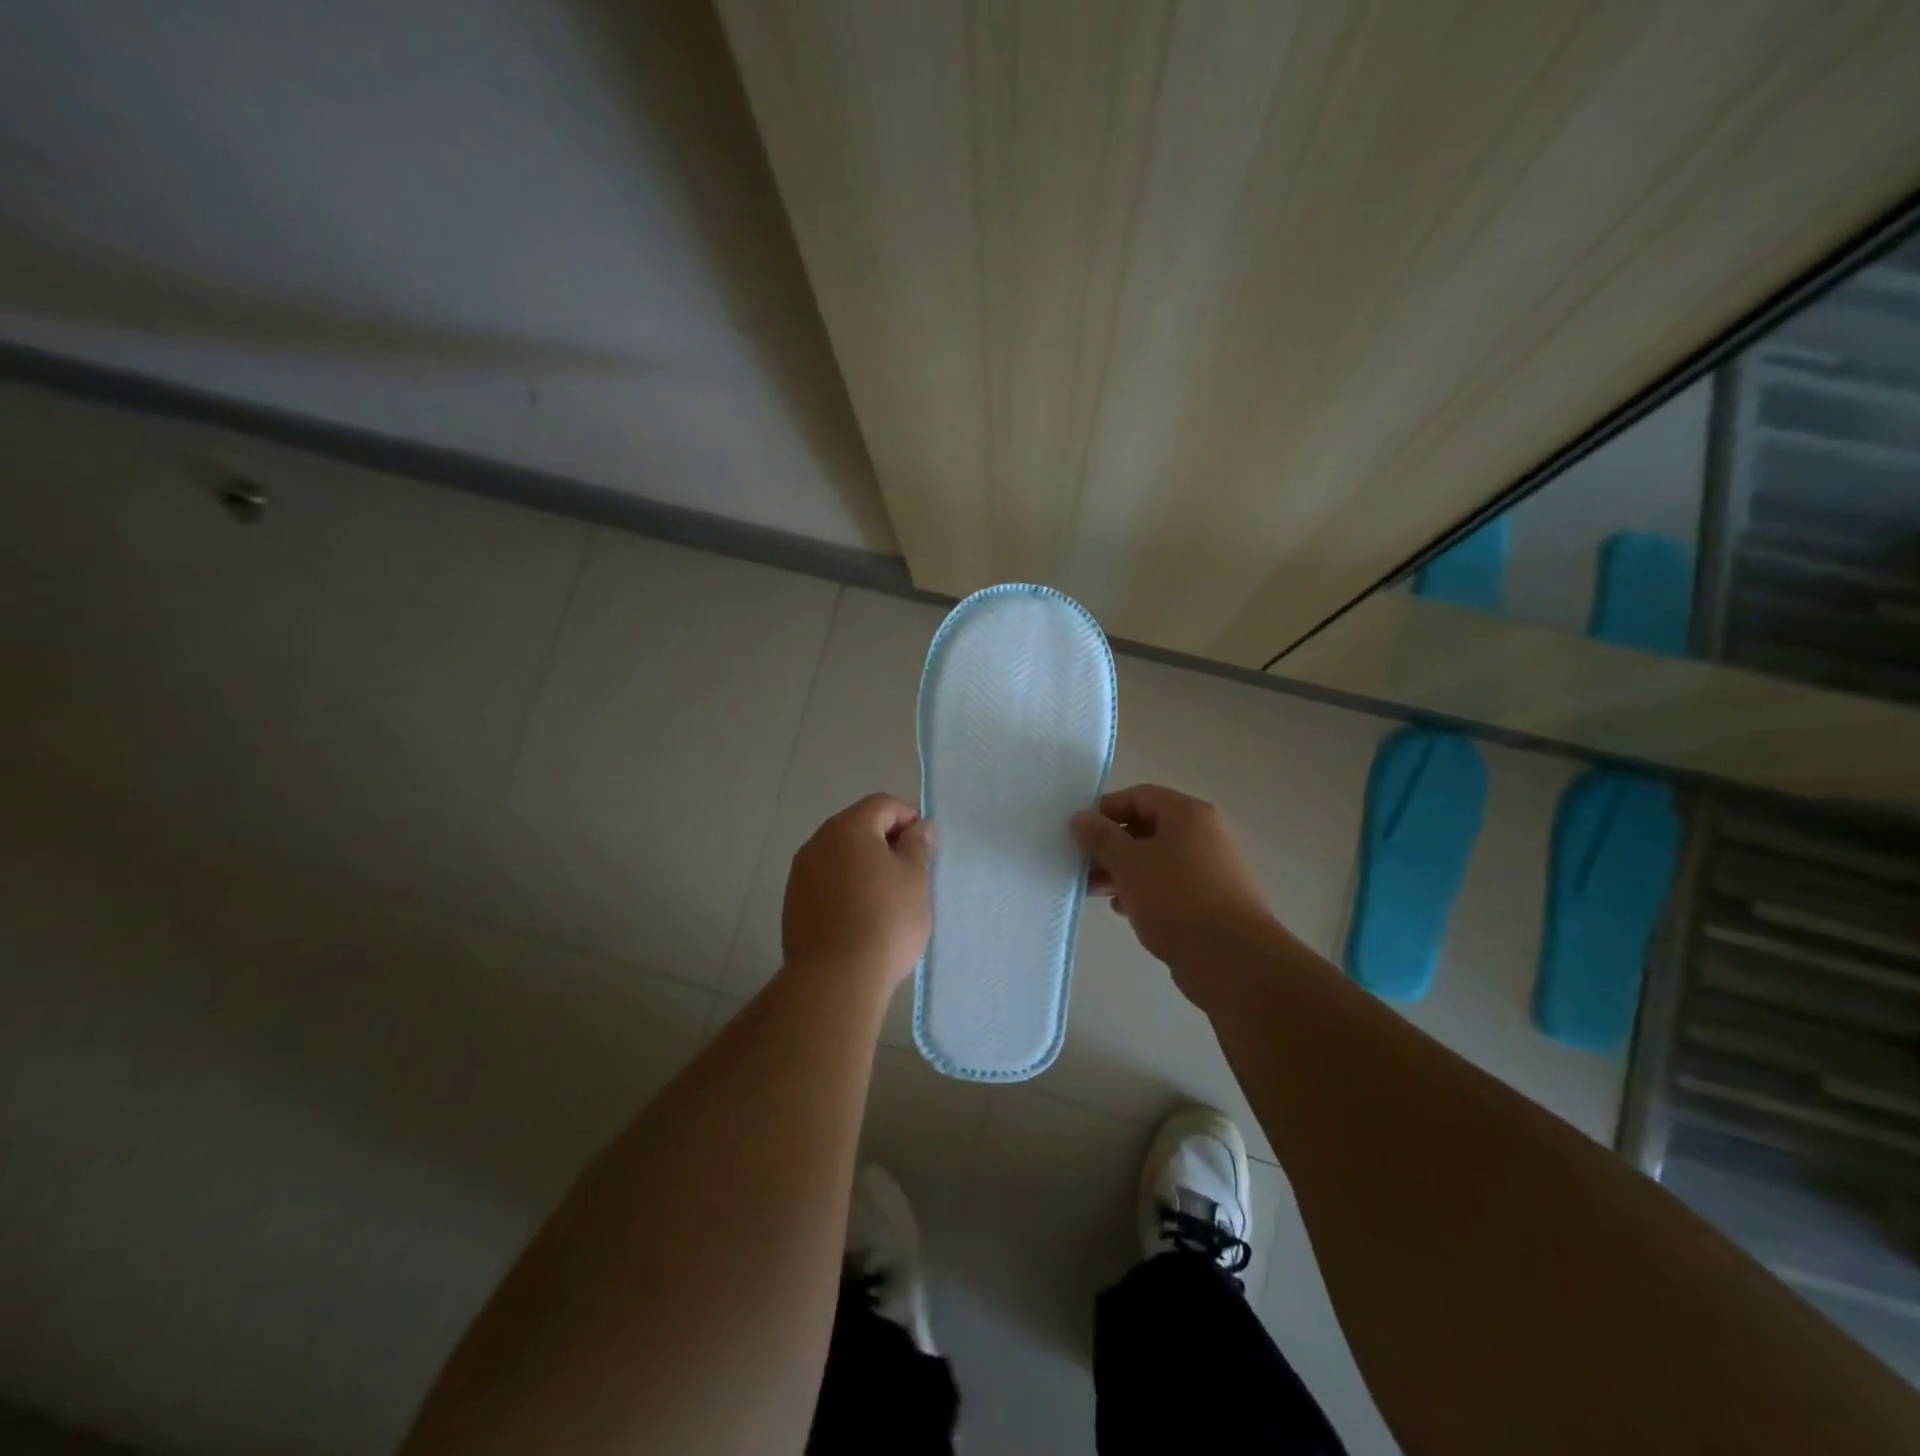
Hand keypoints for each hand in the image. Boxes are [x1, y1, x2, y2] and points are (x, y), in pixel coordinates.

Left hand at [782, 793, 934, 988]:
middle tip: (910, 872)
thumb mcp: (915, 878)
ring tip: (886, 896)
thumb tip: (919, 827)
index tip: (924, 848)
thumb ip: (917, 845)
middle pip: (858, 826)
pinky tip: (861, 915)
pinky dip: (845, 886)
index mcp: (849, 827)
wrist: (836, 977)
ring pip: (840, 855)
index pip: (883, 804)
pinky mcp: (793, 902)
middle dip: (885, 841)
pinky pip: (826, 881)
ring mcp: (801, 873)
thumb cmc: (885, 920)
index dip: (908, 818)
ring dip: (864, 864)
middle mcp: (818, 842)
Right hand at [1071, 784, 1277, 1004]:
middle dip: (1110, 845)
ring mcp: (1209, 870)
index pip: (1139, 796)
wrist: (1232, 960)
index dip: (1106, 809)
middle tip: (1081, 865)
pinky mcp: (1209, 902)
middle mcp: (1203, 836)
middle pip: (1146, 828)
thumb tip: (1080, 817)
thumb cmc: (1176, 899)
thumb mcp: (1129, 863)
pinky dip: (1143, 892)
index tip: (1079, 832)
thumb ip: (1101, 837)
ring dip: (1122, 871)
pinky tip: (1123, 909)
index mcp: (1188, 815)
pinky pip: (1168, 886)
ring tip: (1093, 890)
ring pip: (1155, 860)